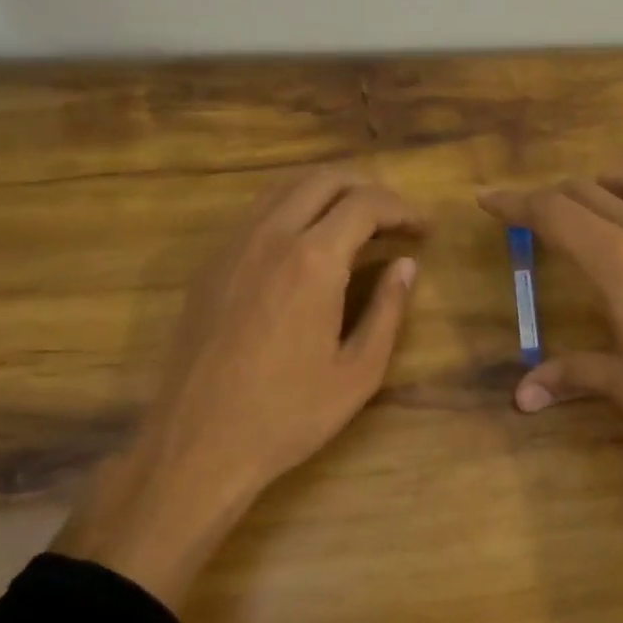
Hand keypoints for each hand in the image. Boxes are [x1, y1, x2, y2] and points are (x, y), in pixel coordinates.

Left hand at [54, 168, 424, 606]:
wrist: (198, 443)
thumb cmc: (289, 414)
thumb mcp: (358, 371)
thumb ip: (388, 310)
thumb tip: (407, 265)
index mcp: (313, 260)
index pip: (366, 203)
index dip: (403, 209)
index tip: (425, 230)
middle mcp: (270, 236)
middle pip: (323, 178)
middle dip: (368, 187)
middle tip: (395, 218)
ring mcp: (233, 246)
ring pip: (285, 188)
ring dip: (329, 192)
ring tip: (357, 224)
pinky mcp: (211, 264)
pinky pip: (258, 213)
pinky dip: (294, 209)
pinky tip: (308, 243)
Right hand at [478, 161, 622, 493]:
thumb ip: (571, 378)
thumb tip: (520, 397)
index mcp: (618, 263)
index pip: (554, 214)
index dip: (515, 203)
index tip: (488, 200)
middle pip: (592, 193)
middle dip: (553, 196)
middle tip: (531, 215)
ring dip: (616, 181)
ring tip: (599, 198)